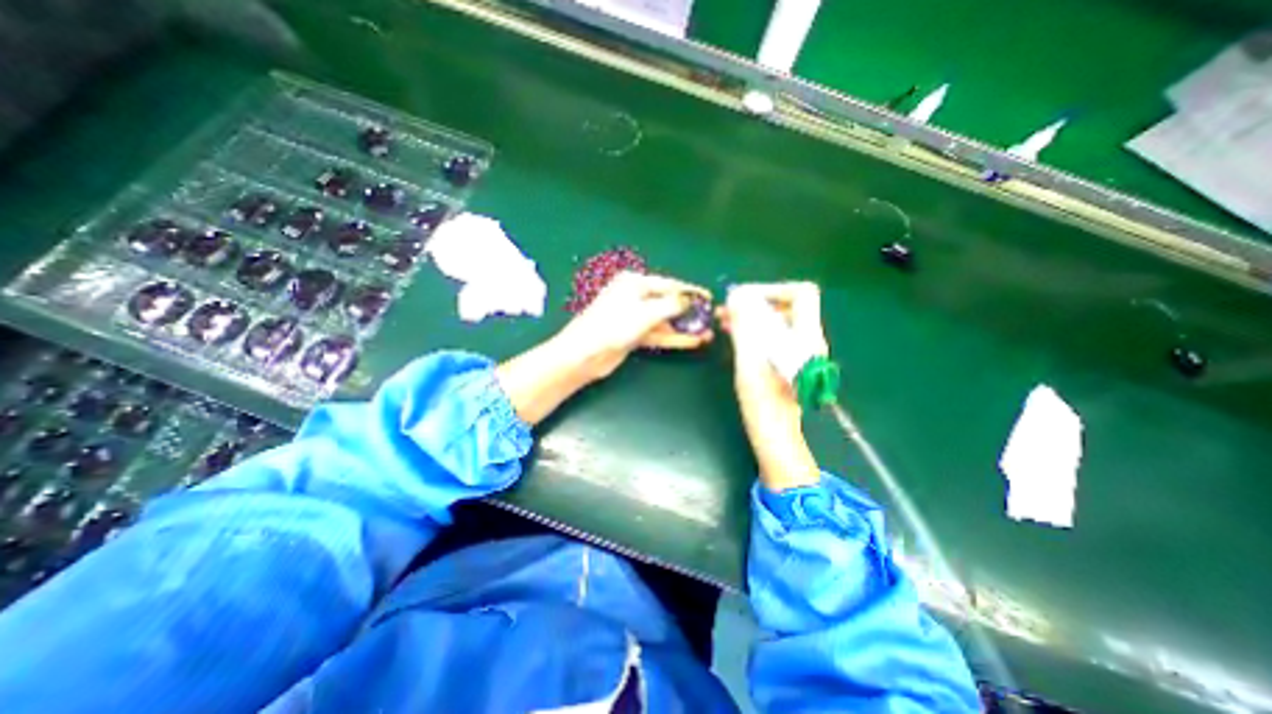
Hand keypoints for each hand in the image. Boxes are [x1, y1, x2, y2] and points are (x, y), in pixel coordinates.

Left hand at [498, 274, 714, 425]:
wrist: (585, 354)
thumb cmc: (613, 326)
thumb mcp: (645, 312)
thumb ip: (671, 305)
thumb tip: (690, 300)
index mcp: (634, 283)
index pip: (669, 285)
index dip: (690, 291)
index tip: (709, 298)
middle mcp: (634, 297)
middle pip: (667, 303)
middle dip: (689, 312)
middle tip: (710, 319)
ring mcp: (634, 317)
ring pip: (665, 321)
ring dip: (684, 328)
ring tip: (706, 334)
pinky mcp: (633, 335)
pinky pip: (658, 334)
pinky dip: (674, 338)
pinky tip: (692, 342)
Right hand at [715, 281, 825, 493]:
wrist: (775, 436)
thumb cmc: (763, 403)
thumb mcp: (749, 362)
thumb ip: (746, 326)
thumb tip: (738, 295)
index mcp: (805, 338)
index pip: (801, 293)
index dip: (772, 290)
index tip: (743, 300)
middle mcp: (807, 340)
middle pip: (786, 305)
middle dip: (755, 302)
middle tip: (727, 309)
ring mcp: (798, 351)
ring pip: (777, 319)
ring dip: (751, 315)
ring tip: (723, 319)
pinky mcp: (788, 360)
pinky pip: (772, 334)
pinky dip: (753, 329)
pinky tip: (733, 332)